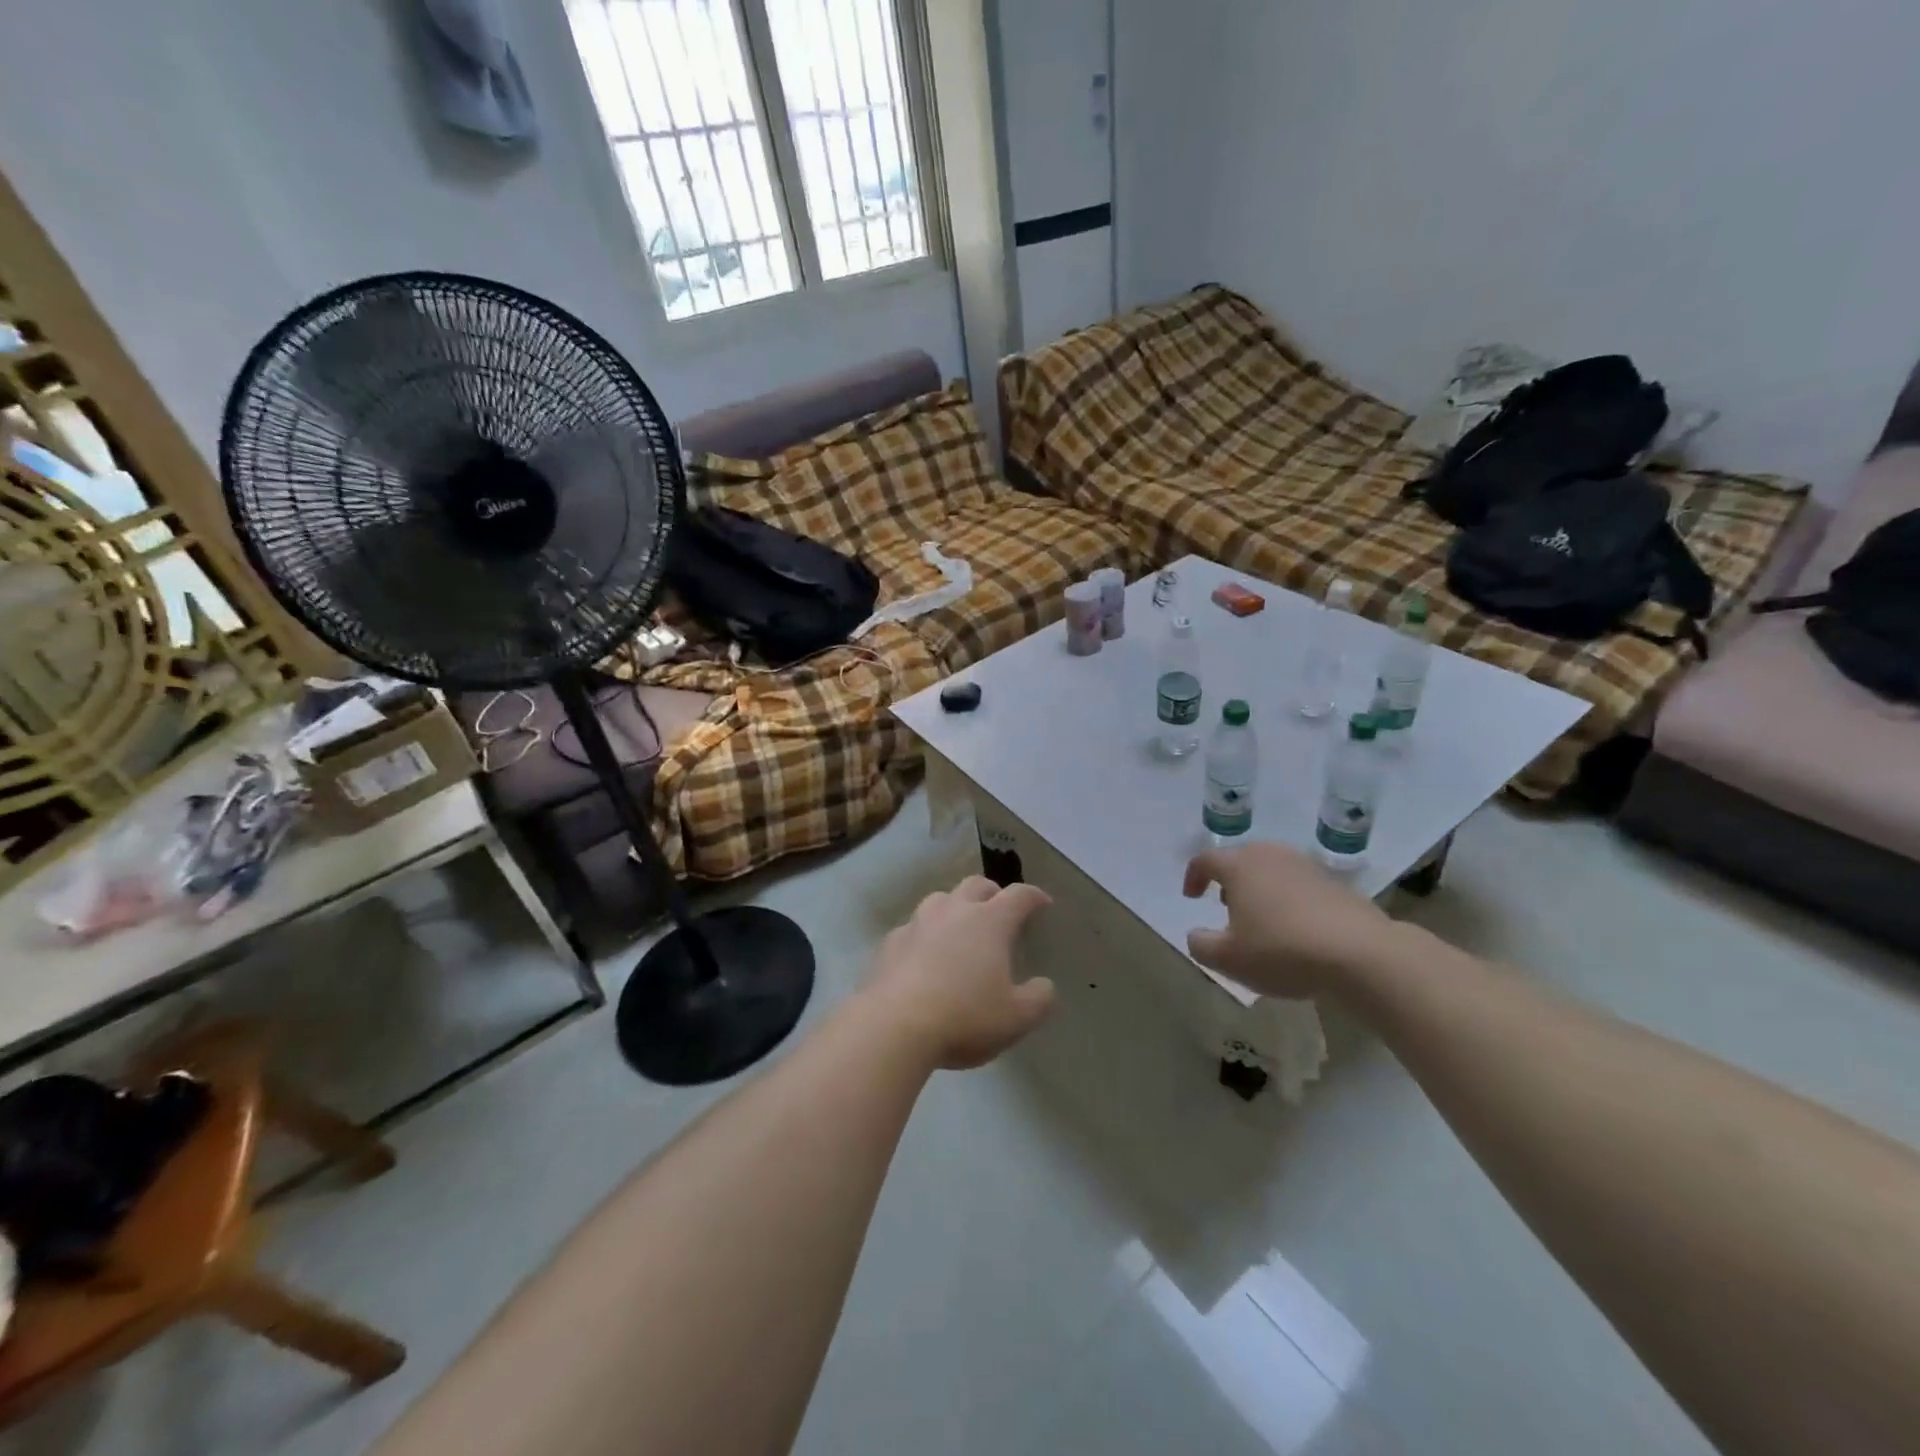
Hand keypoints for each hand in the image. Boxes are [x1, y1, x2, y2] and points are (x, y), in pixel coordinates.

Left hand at [862, 877, 1055, 1069]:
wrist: (893, 1026)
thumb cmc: (964, 1018)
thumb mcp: (1016, 1018)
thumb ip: (1038, 999)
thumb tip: (1044, 986)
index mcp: (990, 921)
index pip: (1019, 895)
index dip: (1034, 896)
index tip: (1043, 903)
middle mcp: (954, 911)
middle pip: (977, 885)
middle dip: (993, 893)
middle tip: (1001, 911)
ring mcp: (918, 923)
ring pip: (941, 899)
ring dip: (956, 907)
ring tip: (961, 928)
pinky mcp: (890, 941)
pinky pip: (913, 927)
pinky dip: (926, 934)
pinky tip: (925, 955)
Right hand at [1183, 842, 1403, 998]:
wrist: (1361, 954)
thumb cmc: (1282, 950)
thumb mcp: (1228, 959)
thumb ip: (1201, 945)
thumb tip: (1196, 935)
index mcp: (1240, 866)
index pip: (1205, 859)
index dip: (1193, 876)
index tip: (1191, 897)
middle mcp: (1271, 856)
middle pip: (1241, 859)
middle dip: (1228, 881)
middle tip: (1225, 906)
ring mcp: (1307, 867)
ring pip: (1272, 870)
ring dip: (1260, 889)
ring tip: (1261, 919)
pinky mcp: (1336, 884)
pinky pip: (1300, 885)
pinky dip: (1289, 900)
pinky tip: (1296, 930)